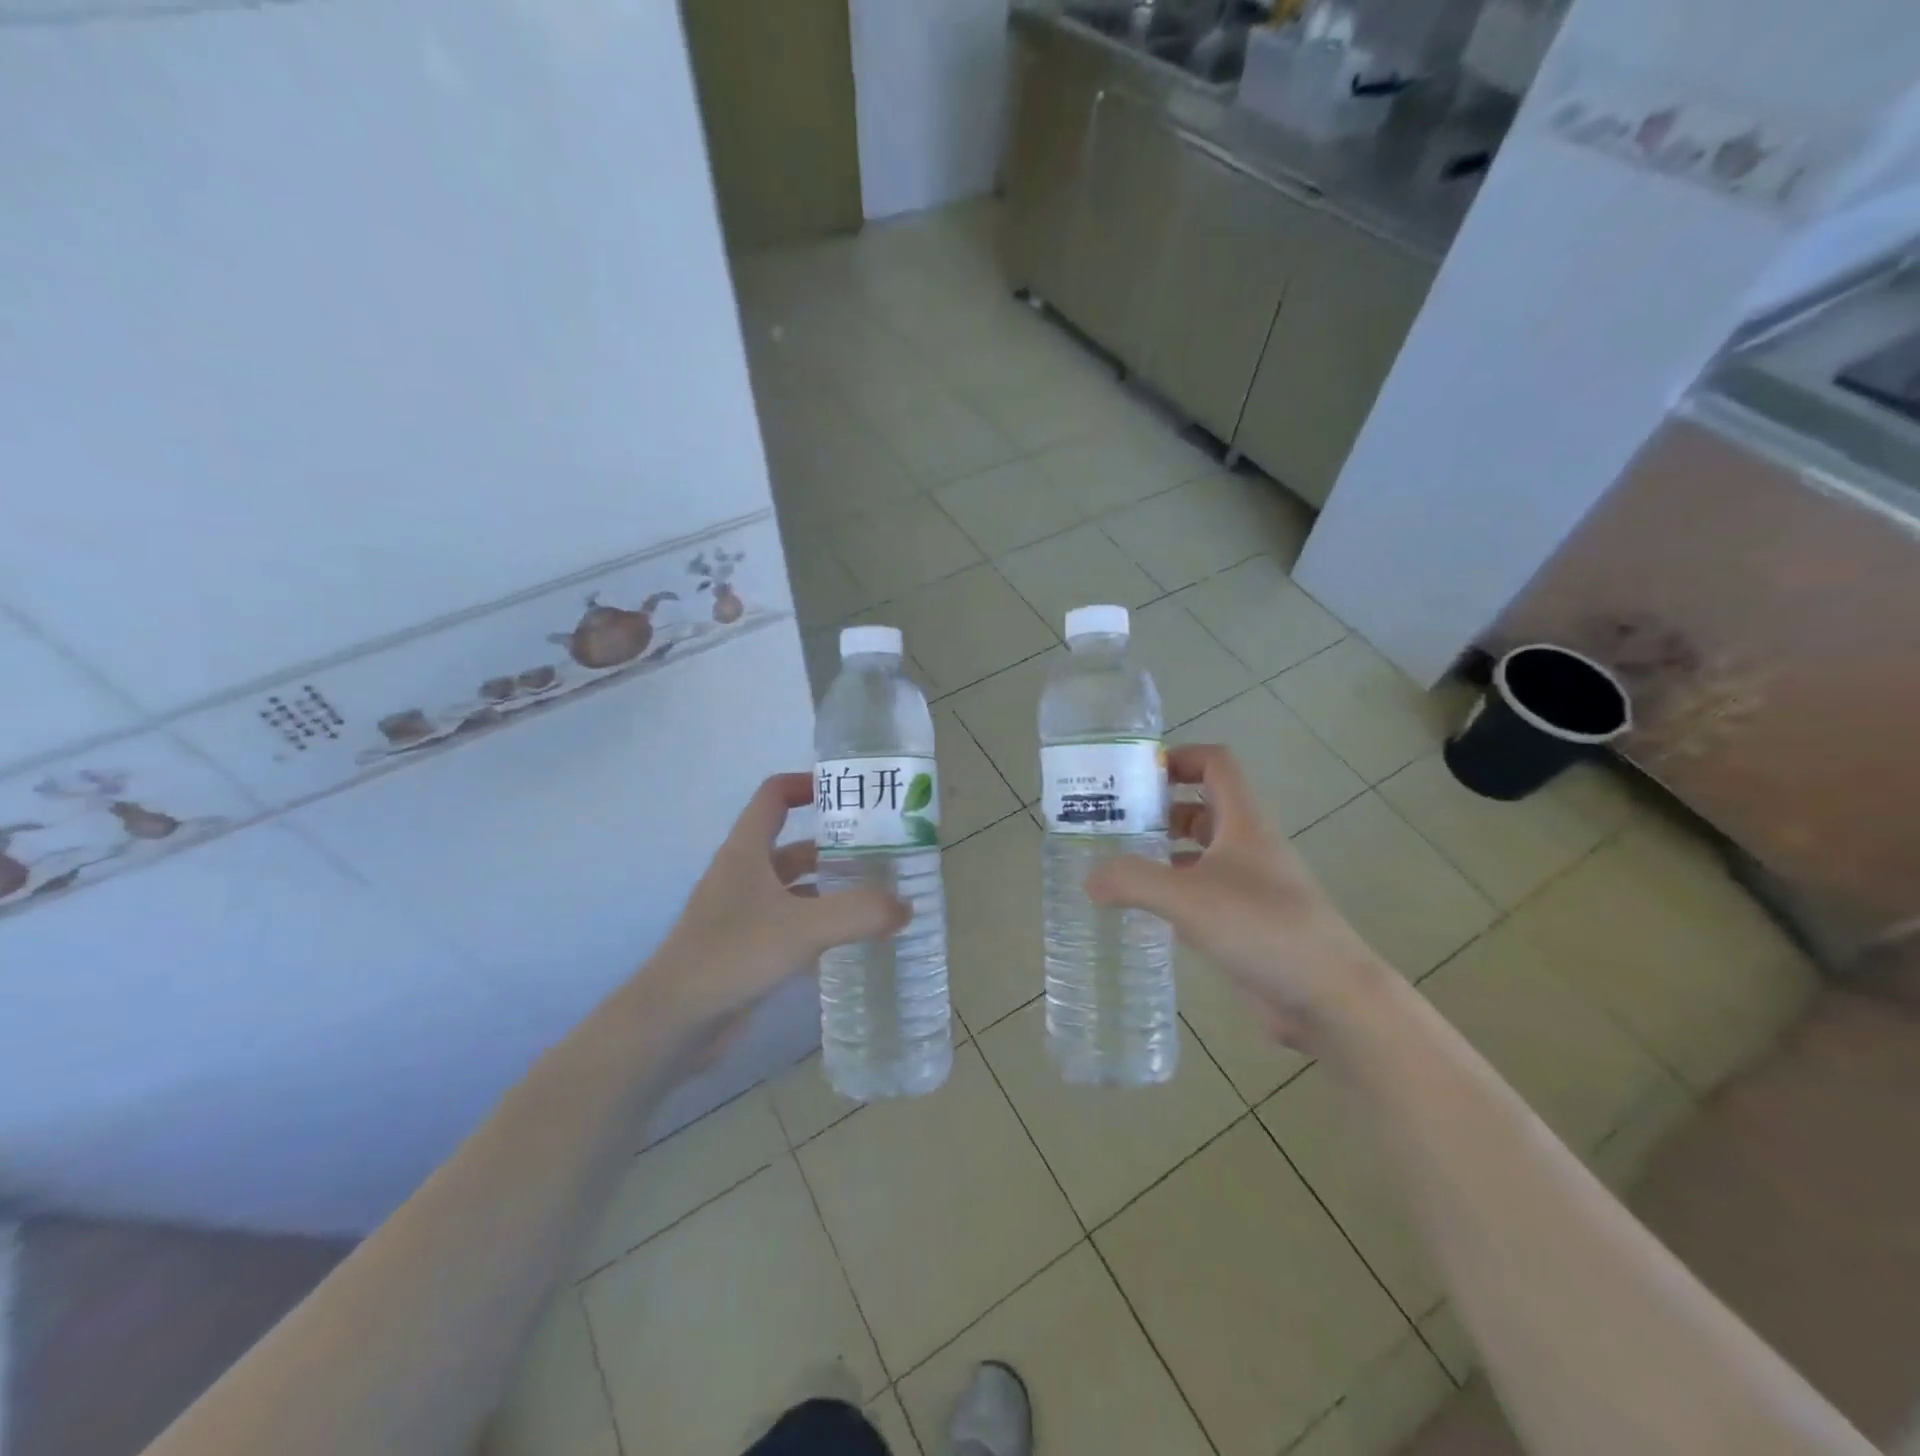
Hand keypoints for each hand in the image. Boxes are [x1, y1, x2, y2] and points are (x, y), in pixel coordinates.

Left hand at [648, 773, 908, 1036]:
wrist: (672, 1022)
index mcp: (746, 852)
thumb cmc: (732, 955)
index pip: (774, 796)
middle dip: (836, 847)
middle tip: (883, 854)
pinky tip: (853, 943)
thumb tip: (907, 906)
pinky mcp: (748, 950)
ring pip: (796, 889)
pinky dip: (821, 928)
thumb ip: (859, 913)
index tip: (849, 793)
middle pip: (794, 846)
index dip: (807, 784)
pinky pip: (792, 926)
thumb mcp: (803, 928)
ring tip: (878, 898)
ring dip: (831, 890)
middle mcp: (744, 875)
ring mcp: (743, 914)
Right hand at [1085, 744, 1388, 1050]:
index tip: (1136, 776)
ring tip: (1119, 866)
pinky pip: (1204, 893)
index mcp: (1243, 822)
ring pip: (1202, 853)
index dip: (1179, 758)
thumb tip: (1089, 879)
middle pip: (1203, 807)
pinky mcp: (1248, 923)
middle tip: (1114, 824)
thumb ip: (1133, 881)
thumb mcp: (1188, 897)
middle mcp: (1249, 846)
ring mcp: (1251, 886)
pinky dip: (1175, 893)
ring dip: (1165, 852)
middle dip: (1159, 810)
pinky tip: (1145, 911)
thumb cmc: (1262, 928)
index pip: (1215, 764)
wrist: (1330, 997)